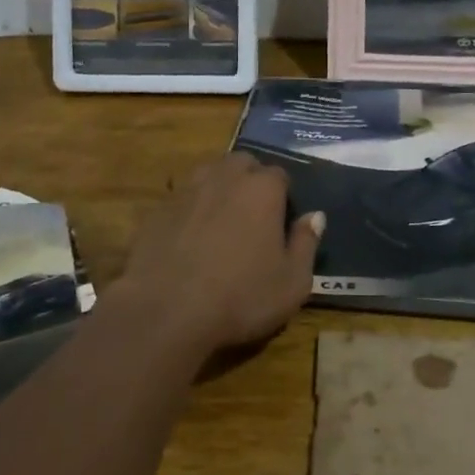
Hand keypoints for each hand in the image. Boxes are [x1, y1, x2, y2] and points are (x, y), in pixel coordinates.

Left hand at [118, 153, 322, 359]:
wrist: (166, 311)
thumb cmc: (240, 297)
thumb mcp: (292, 283)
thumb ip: (306, 243)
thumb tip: (315, 216)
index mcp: (262, 188)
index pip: (280, 175)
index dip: (283, 197)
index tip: (281, 223)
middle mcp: (225, 176)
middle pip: (243, 164)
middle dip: (250, 181)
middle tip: (253, 217)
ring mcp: (188, 189)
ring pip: (210, 174)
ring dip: (220, 188)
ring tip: (222, 222)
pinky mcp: (159, 207)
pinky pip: (182, 197)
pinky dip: (191, 209)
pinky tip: (190, 238)